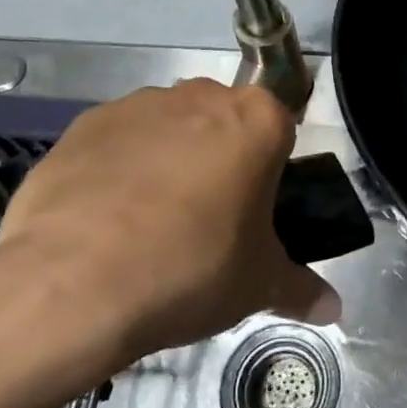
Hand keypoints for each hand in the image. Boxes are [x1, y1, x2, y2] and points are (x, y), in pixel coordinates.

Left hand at [0, 80, 340, 407]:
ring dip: (168, 161)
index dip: (270, 169)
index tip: (254, 209)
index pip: (280, 128)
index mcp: (258, 120)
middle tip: (208, 221)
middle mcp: (201, 96)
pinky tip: (105, 221)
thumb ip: (301, 289)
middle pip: (223, 122)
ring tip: (148, 226)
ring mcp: (137, 105)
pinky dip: (118, 170)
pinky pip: (116, 143)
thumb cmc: (190, 270)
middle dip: (220, 159)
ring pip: (168, 129)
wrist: (72, 285)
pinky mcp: (82, 126)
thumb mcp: (257, 286)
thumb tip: (334, 312)